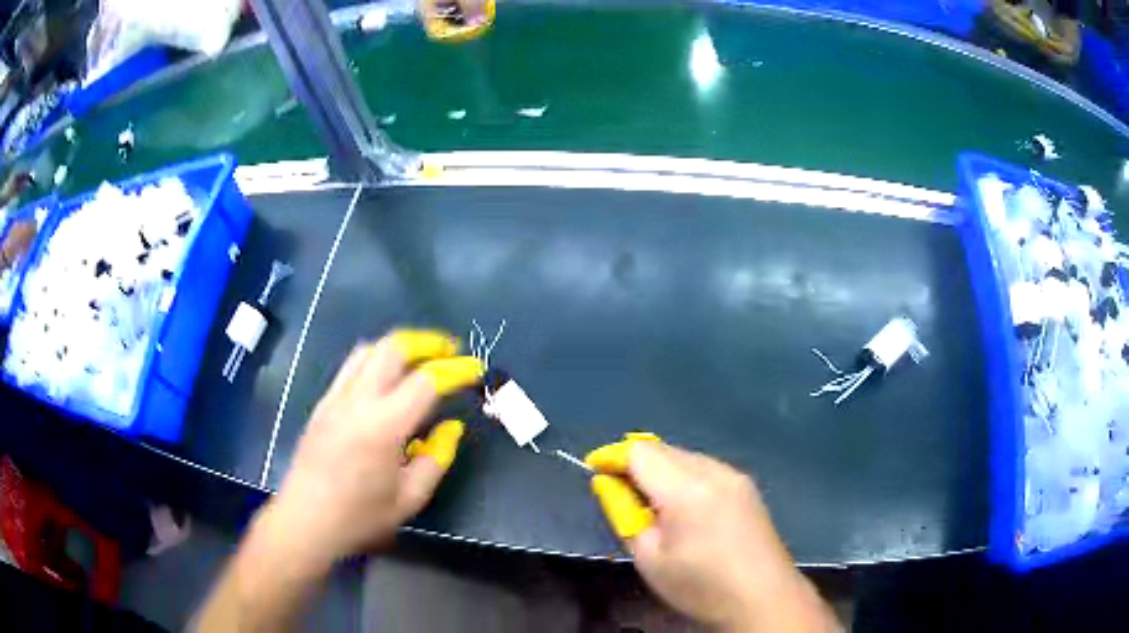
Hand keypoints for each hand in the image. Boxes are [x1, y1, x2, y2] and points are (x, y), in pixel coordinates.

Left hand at [262, 331, 482, 570]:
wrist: (306, 519)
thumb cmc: (360, 516)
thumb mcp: (410, 497)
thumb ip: (437, 457)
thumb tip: (452, 426)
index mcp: (383, 425)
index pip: (426, 381)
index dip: (455, 370)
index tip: (475, 368)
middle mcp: (358, 400)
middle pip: (393, 347)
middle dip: (426, 342)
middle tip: (449, 352)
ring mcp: (336, 397)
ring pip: (368, 350)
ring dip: (398, 347)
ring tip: (419, 360)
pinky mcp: (323, 403)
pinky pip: (352, 367)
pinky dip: (376, 361)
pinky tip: (386, 382)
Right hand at [588, 439, 837, 631]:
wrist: (762, 597)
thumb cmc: (700, 585)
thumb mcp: (650, 558)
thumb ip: (625, 515)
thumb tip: (608, 484)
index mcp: (687, 489)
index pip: (640, 452)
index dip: (613, 456)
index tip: (594, 468)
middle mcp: (713, 471)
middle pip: (663, 449)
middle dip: (635, 462)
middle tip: (619, 491)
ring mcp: (735, 476)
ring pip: (685, 456)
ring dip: (661, 468)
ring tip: (651, 502)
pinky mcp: (747, 486)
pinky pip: (705, 467)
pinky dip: (684, 475)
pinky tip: (683, 504)